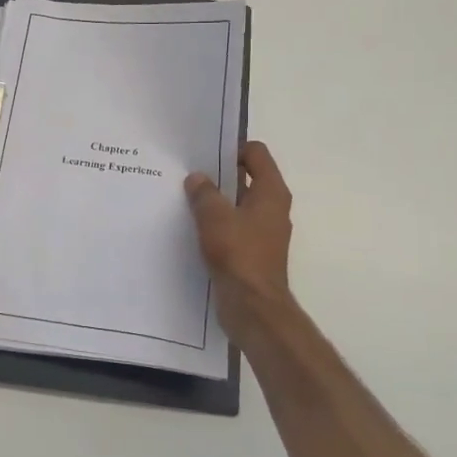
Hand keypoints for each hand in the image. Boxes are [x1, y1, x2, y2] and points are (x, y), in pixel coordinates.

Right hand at [185, 142, 300, 356]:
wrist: (253, 307)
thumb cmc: (238, 254)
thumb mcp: (215, 217)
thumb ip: (204, 193)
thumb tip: (197, 178)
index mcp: (271, 192)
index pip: (256, 153)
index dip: (232, 149)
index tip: (204, 155)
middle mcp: (272, 208)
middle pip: (246, 178)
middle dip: (219, 175)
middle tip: (188, 174)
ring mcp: (264, 232)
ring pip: (238, 204)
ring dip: (215, 201)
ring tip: (184, 199)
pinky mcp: (252, 252)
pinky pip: (233, 227)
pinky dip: (216, 224)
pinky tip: (191, 227)